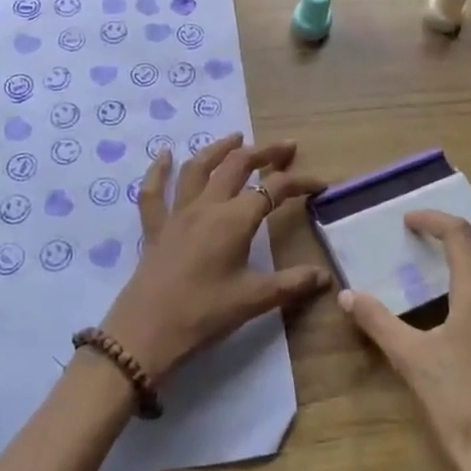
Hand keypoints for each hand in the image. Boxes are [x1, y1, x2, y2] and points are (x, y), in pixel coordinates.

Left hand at [99, 134, 330, 381]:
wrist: (145, 333)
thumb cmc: (204, 315)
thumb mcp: (253, 301)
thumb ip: (291, 284)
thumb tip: (326, 276)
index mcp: (234, 220)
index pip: (274, 189)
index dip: (299, 183)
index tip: (320, 184)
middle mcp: (206, 206)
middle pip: (237, 165)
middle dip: (264, 152)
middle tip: (285, 147)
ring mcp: (177, 213)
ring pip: (198, 168)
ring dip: (219, 148)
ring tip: (236, 137)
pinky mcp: (154, 227)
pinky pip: (153, 191)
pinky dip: (159, 169)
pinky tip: (164, 153)